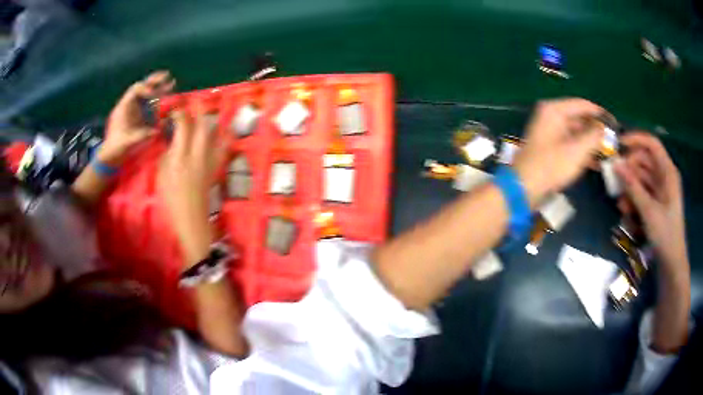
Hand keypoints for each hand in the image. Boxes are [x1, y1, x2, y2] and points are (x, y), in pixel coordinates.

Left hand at [99, 71, 174, 164]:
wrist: (112, 155)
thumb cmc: (117, 147)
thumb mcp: (128, 142)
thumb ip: (141, 135)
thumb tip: (156, 130)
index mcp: (125, 106)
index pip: (135, 90)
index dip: (144, 89)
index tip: (152, 94)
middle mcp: (131, 104)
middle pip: (143, 87)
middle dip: (154, 81)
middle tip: (167, 75)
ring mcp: (136, 109)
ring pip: (148, 93)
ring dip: (159, 87)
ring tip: (171, 81)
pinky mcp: (140, 115)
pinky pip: (150, 103)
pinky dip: (159, 97)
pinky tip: (169, 93)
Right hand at [159, 101, 226, 264]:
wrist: (190, 218)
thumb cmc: (171, 199)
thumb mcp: (162, 174)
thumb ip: (168, 153)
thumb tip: (173, 139)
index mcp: (180, 157)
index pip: (183, 127)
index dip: (180, 113)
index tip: (176, 109)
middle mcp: (197, 155)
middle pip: (203, 126)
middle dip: (200, 111)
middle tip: (195, 103)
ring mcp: (209, 161)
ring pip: (216, 134)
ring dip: (212, 121)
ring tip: (209, 114)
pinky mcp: (216, 167)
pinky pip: (223, 147)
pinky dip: (224, 137)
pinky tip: (224, 131)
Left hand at [513, 98, 604, 206]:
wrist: (524, 188)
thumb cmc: (551, 166)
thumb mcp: (577, 150)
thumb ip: (594, 136)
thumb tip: (604, 127)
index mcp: (555, 110)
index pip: (582, 105)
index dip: (600, 113)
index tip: (615, 123)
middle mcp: (551, 117)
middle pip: (580, 118)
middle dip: (596, 130)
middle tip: (613, 141)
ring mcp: (550, 133)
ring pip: (576, 133)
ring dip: (591, 143)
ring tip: (608, 153)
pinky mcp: (550, 148)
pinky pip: (570, 145)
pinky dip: (582, 152)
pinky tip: (596, 163)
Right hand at [615, 132, 686, 266]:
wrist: (671, 263)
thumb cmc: (665, 234)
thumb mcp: (648, 210)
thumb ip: (633, 187)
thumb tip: (615, 164)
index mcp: (668, 172)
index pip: (652, 144)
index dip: (636, 140)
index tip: (618, 145)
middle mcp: (664, 176)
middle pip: (644, 161)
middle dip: (629, 169)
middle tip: (615, 180)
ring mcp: (660, 191)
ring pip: (641, 179)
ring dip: (629, 188)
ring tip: (620, 204)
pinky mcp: (656, 203)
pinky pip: (642, 194)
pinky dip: (633, 200)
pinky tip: (626, 212)